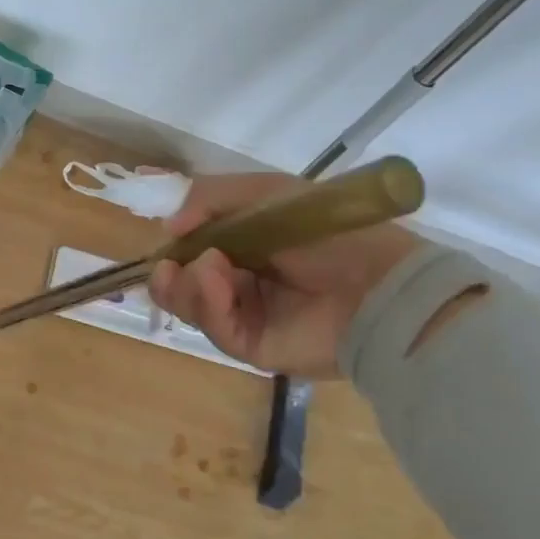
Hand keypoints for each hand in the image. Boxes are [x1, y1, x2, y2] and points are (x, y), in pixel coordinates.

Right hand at [149, 172, 426, 379]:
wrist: (376, 284)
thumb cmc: (323, 231)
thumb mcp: (265, 192)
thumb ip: (208, 198)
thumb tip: (168, 226)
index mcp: (244, 244)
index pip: (192, 248)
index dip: (172, 245)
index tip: (163, 236)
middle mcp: (239, 280)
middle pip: (181, 282)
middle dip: (169, 272)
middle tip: (169, 264)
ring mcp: (244, 315)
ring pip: (189, 306)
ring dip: (187, 285)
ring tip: (209, 268)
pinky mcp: (250, 345)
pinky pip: (213, 328)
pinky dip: (208, 303)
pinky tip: (219, 283)